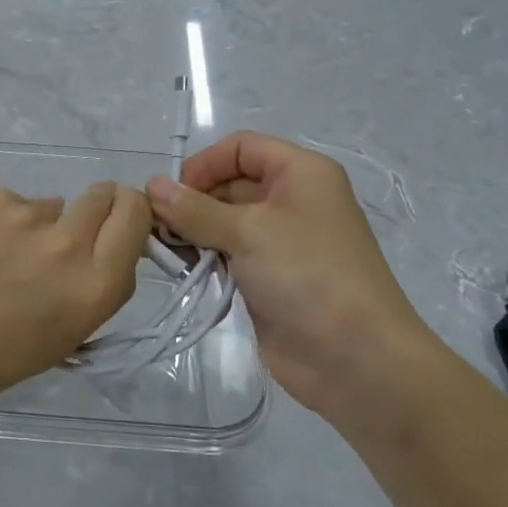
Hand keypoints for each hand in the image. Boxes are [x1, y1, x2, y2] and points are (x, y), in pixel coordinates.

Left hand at [0, 183, 150, 414]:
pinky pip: (11, 203)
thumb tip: (103, 246)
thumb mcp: (67, 335)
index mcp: (95, 285)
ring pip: (50, 205)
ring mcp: (23, 214)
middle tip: (63, 238)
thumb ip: (97, 285)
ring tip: (1, 260)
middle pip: (103, 195)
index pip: (136, 216)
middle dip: (95, 210)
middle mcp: (67, 242)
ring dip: (40, 225)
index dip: (131, 213)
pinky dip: (2, 223)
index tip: (117, 224)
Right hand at [148, 133, 431, 418]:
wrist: (355, 358)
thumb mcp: (248, 232)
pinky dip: (203, 258)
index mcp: (300, 173)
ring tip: (165, 251)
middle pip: (229, 184)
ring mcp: (280, 241)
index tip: (171, 196)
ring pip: (224, 222)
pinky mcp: (268, 277)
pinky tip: (181, 270)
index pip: (241, 148)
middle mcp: (291, 199)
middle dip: (192, 202)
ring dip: (193, 232)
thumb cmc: (307, 275)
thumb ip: (195, 209)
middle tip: (157, 228)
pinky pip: (228, 254)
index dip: (204, 165)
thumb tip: (152, 186)